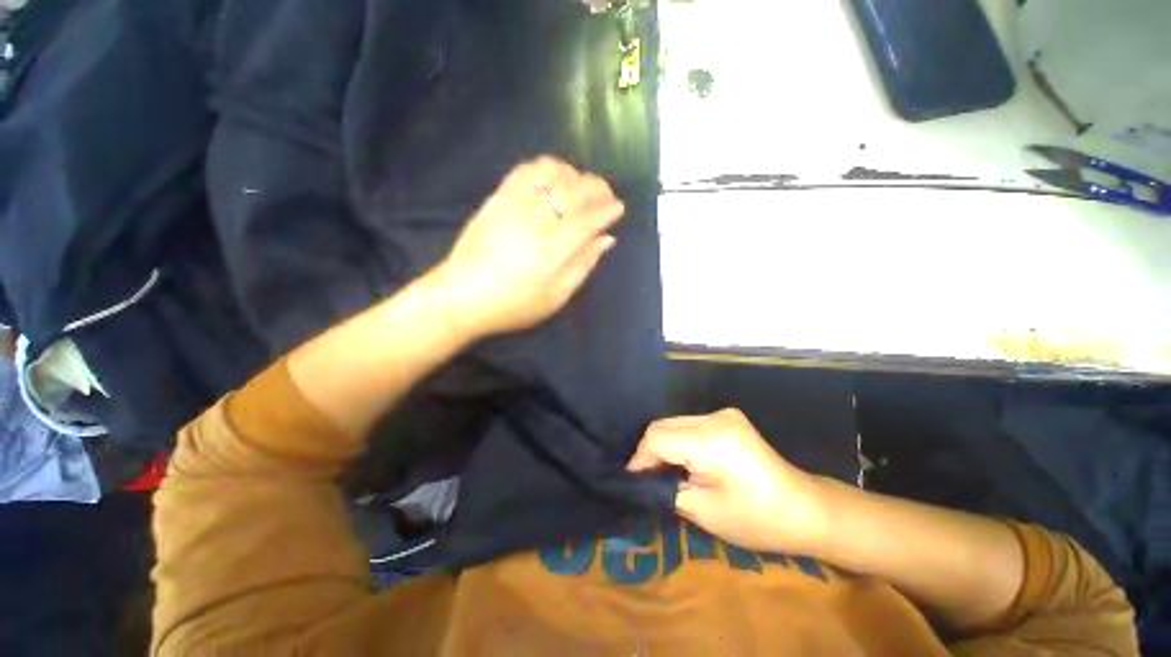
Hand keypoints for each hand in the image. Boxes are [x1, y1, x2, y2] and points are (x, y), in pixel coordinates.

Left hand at [434, 157, 624, 338]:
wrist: (462, 296)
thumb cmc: (514, 305)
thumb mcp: (556, 298)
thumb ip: (583, 266)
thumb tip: (606, 240)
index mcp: (554, 250)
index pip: (589, 218)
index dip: (608, 210)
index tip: (619, 208)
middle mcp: (537, 220)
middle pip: (575, 190)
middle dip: (597, 188)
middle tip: (606, 195)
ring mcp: (515, 205)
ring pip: (552, 173)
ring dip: (574, 174)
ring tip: (581, 186)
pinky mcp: (497, 198)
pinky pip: (525, 170)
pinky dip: (545, 167)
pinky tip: (553, 177)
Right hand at [627, 408, 827, 554]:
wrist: (805, 509)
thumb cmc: (757, 519)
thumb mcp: (704, 511)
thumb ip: (666, 488)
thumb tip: (642, 479)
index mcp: (711, 439)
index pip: (658, 438)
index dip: (640, 458)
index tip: (631, 480)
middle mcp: (715, 417)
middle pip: (664, 425)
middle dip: (649, 451)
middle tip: (644, 478)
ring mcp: (723, 414)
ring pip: (675, 423)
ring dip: (663, 446)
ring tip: (660, 472)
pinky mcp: (727, 418)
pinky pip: (689, 425)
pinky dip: (678, 441)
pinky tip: (681, 461)